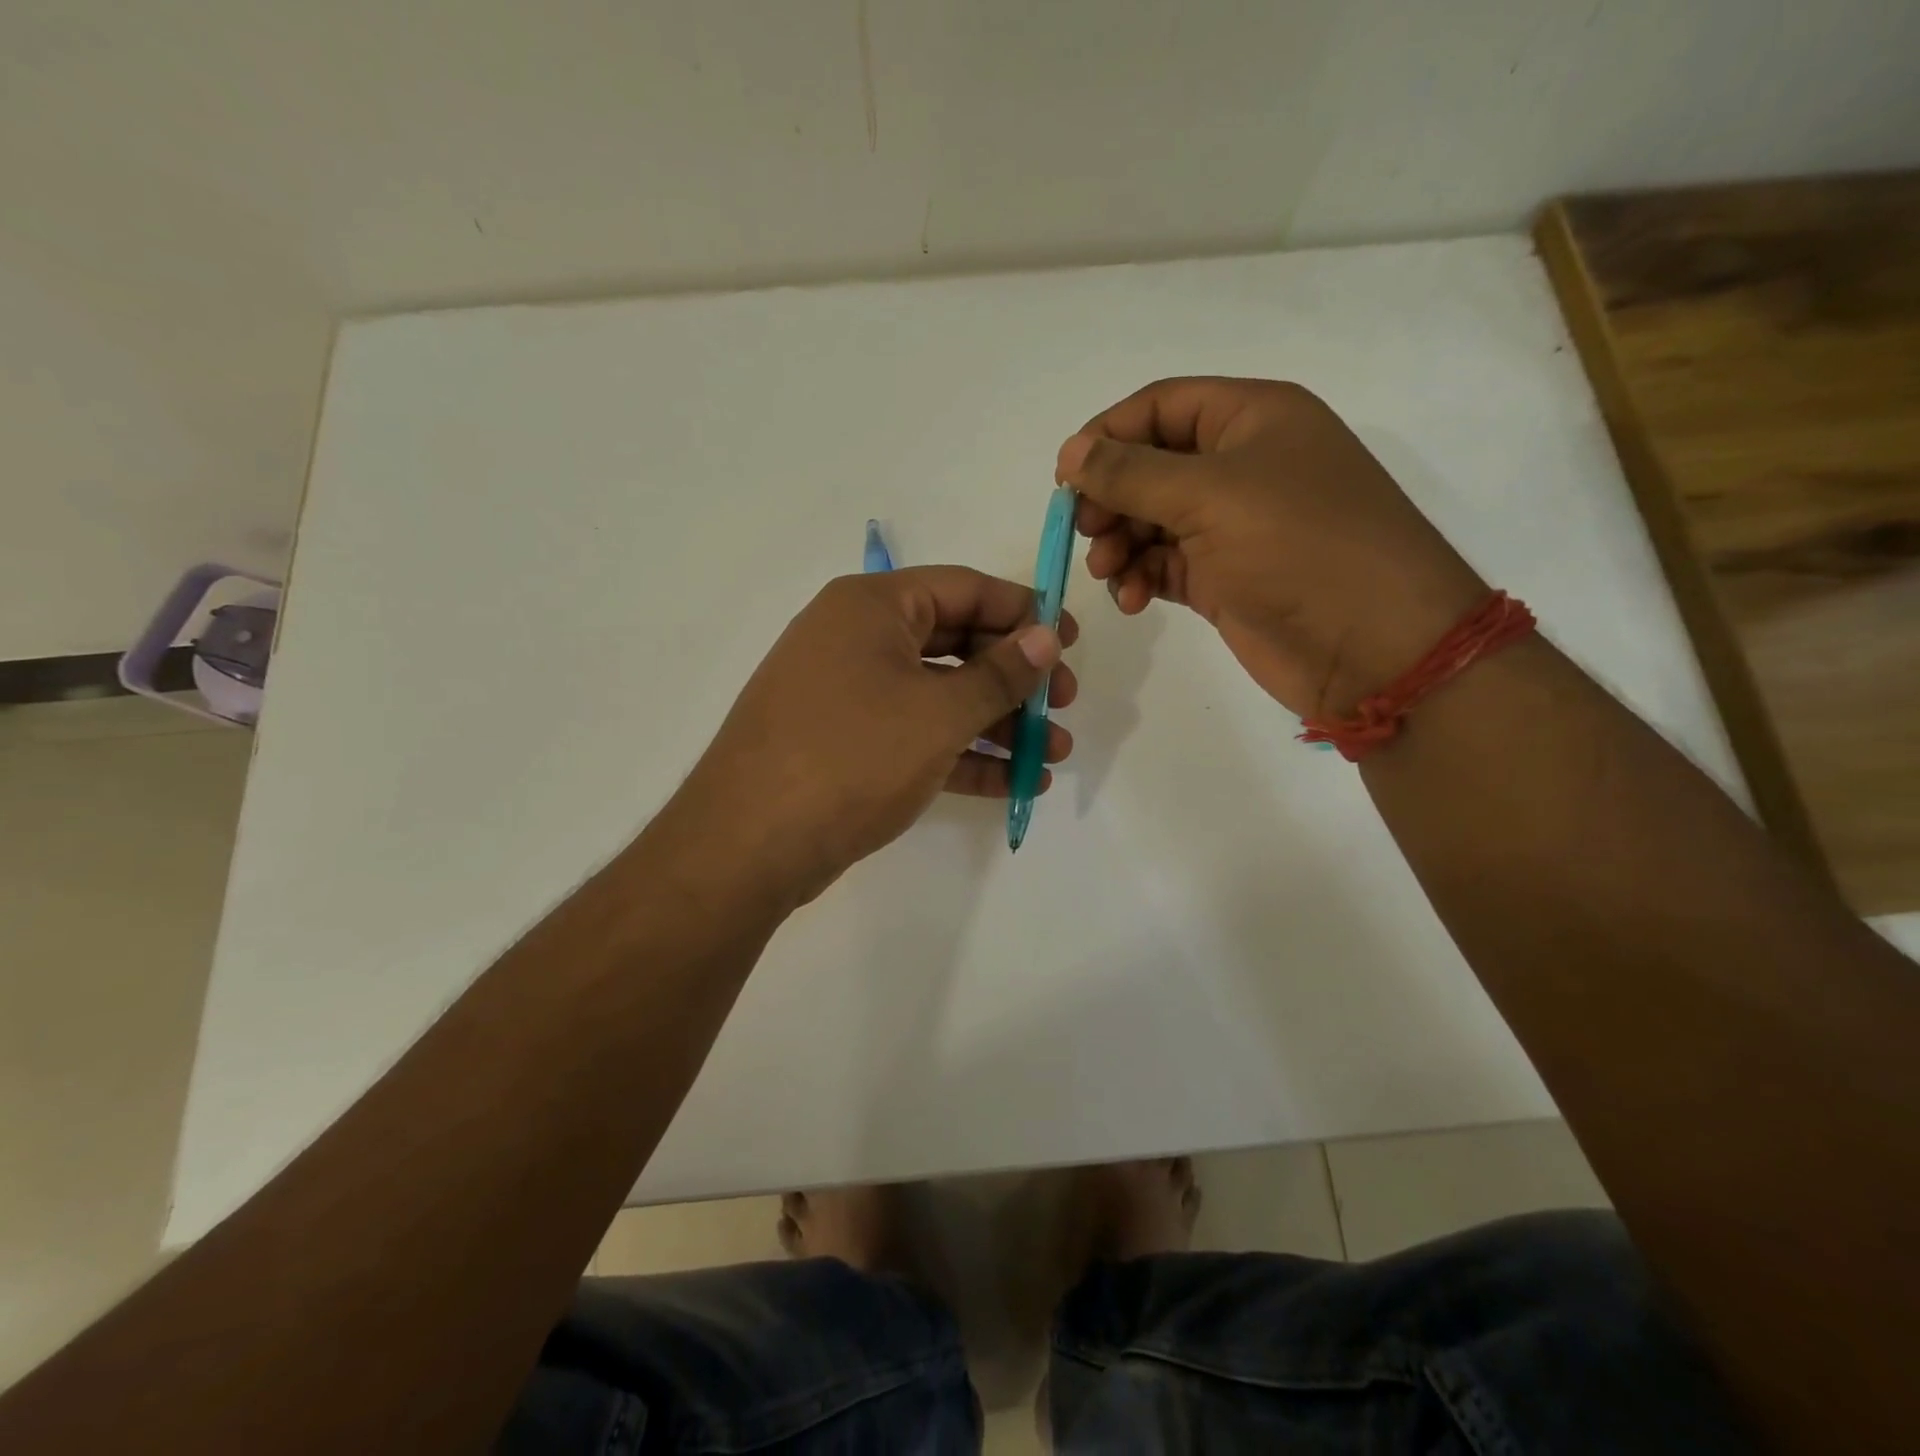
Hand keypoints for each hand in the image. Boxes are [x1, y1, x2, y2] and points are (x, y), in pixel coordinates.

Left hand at [670, 566, 1076, 906]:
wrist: (749, 845)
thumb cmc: (851, 756)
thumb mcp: (938, 712)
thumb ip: (999, 673)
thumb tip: (1046, 637)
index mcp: (871, 607)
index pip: (963, 589)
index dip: (1023, 612)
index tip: (1069, 643)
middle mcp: (857, 640)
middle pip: (955, 643)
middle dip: (1014, 678)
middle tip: (1063, 706)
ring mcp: (849, 696)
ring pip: (939, 697)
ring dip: (998, 724)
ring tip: (1053, 755)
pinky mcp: (848, 747)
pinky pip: (917, 738)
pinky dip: (963, 756)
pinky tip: (1016, 783)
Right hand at [1057, 377, 1484, 717]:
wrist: (1373, 645)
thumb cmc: (1298, 547)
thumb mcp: (1209, 495)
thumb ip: (1130, 473)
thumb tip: (1069, 452)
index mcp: (1251, 419)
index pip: (1160, 407)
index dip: (1107, 435)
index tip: (1065, 478)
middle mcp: (1241, 465)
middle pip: (1150, 466)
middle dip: (1110, 498)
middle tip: (1082, 532)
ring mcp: (1232, 526)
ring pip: (1151, 520)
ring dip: (1119, 543)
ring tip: (1108, 571)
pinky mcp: (1224, 578)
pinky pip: (1164, 565)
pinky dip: (1140, 577)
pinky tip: (1131, 599)